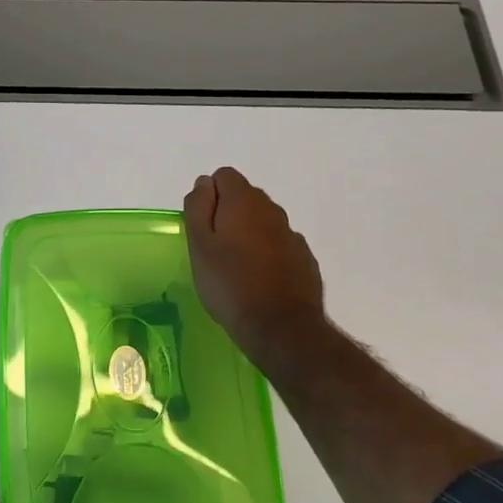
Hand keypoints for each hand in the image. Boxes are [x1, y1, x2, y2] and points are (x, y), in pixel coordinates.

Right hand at [184, 166, 326, 365]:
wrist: (279, 326)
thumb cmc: (228, 284)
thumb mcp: (199, 245)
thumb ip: (198, 207)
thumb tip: (203, 183)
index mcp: (244, 201)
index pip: (224, 176)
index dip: (208, 196)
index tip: (201, 226)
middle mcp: (272, 210)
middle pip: (245, 197)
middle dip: (228, 213)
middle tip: (213, 249)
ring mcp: (292, 234)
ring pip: (263, 222)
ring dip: (248, 234)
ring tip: (234, 267)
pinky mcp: (304, 259)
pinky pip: (279, 245)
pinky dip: (267, 253)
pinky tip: (258, 280)